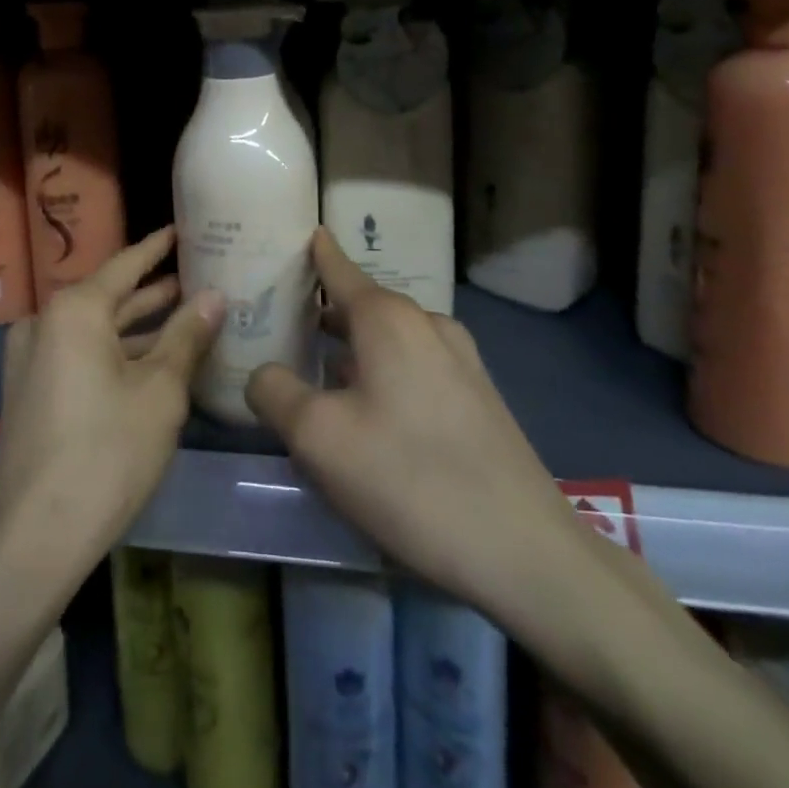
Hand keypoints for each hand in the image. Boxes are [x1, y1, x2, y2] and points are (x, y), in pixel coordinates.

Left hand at [0, 227, 224, 562]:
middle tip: (198, 277)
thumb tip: (214, 294)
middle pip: (109, 295)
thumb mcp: (160, 391)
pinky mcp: (29, 390)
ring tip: (184, 314)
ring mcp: (30, 358)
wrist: (33, 537)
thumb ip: (187, 335)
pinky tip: (150, 361)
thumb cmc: (106, 452)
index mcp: (73, 309)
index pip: (126, 263)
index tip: (183, 230)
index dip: (158, 248)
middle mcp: (44, 322)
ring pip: (94, 328)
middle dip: (153, 290)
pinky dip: (114, 352)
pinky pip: (79, 354)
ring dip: (137, 325)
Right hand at [246, 229, 588, 623]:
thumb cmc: (409, 478)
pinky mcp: (478, 397)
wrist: (525, 552)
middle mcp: (427, 324)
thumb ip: (275, 393)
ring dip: (354, 347)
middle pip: (363, 304)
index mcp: (388, 318)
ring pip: (391, 339)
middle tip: (283, 321)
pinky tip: (369, 412)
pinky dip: (383, 372)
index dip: (313, 252)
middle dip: (324, 312)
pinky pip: (415, 366)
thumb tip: (264, 374)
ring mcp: (460, 360)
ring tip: (318, 369)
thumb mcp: (318, 438)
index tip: (294, 235)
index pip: (339, 267)